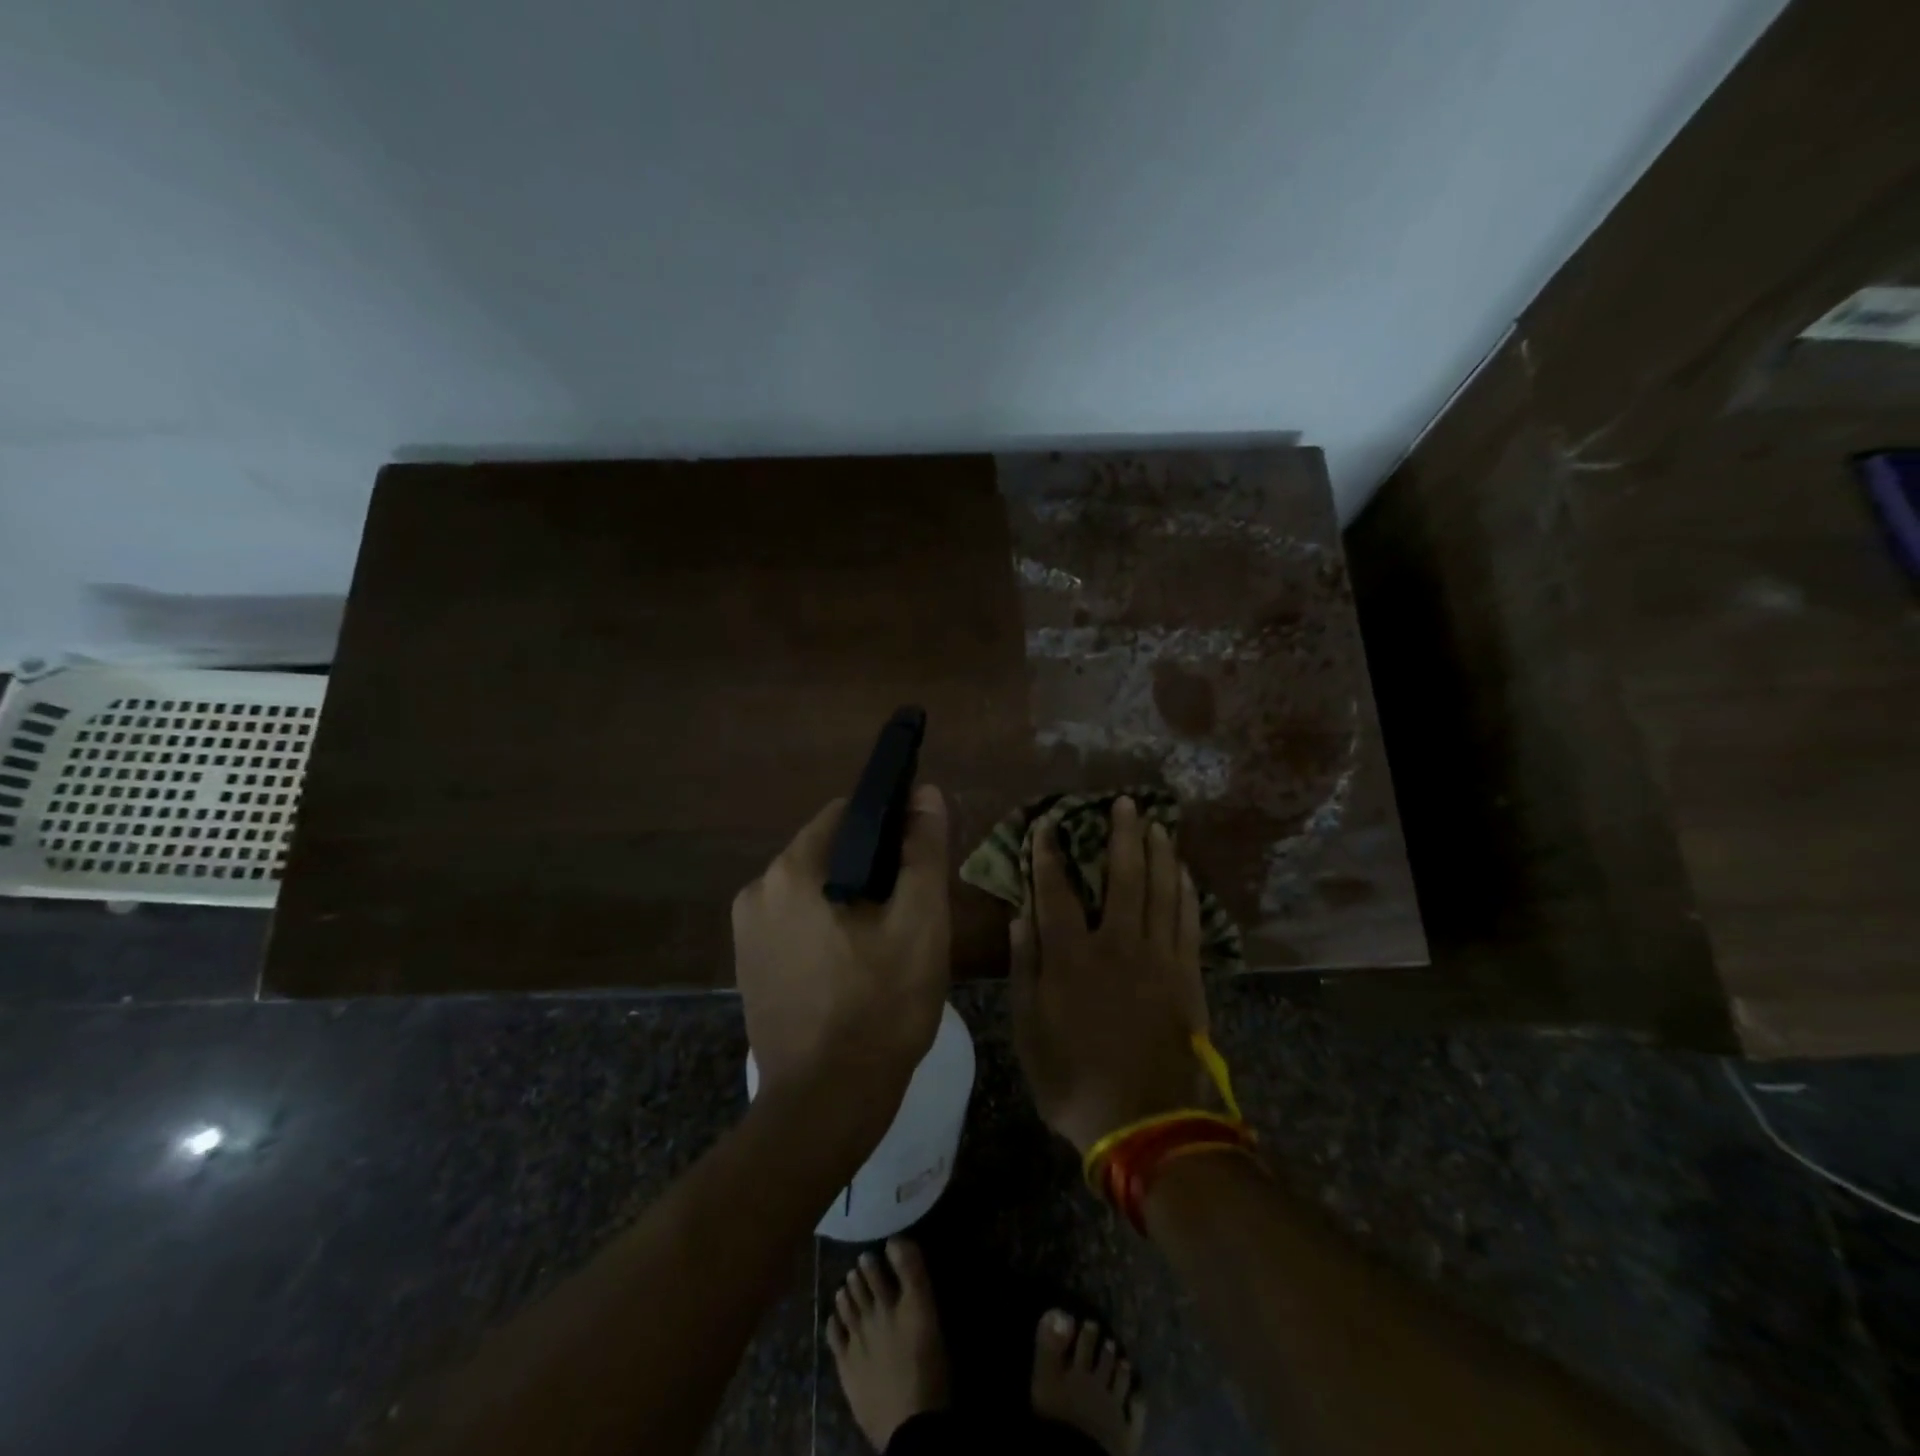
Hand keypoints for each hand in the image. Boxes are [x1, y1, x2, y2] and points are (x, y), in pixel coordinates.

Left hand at [733, 786, 951, 1130]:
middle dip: (871, 867)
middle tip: (910, 907)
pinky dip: (827, 927)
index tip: (918, 855)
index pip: (846, 814)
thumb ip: (923, 850)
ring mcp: (746, 932)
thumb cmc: (881, 1006)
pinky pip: (796, 923)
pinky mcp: (749, 966)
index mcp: (792, 870)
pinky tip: (855, 965)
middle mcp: (757, 890)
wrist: (827, 1104)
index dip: (889, 825)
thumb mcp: (920, 922)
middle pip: (828, 851)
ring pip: (813, 889)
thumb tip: (926, 794)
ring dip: (850, 898)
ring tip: (887, 939)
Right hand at [1010, 796, 1212, 1154]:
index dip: (1049, 854)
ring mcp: (1158, 956)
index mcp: (1071, 956)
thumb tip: (1020, 916)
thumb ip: (1025, 968)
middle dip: (1122, 835)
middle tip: (1125, 803)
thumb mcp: (1028, 1030)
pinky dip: (1186, 890)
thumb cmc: (1073, 1079)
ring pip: (1161, 889)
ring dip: (1160, 852)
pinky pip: (1188, 920)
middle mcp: (1117, 943)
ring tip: (1158, 824)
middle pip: (1123, 875)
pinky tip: (1184, 872)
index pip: (1056, 890)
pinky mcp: (1186, 974)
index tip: (1048, 824)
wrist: (1144, 1122)